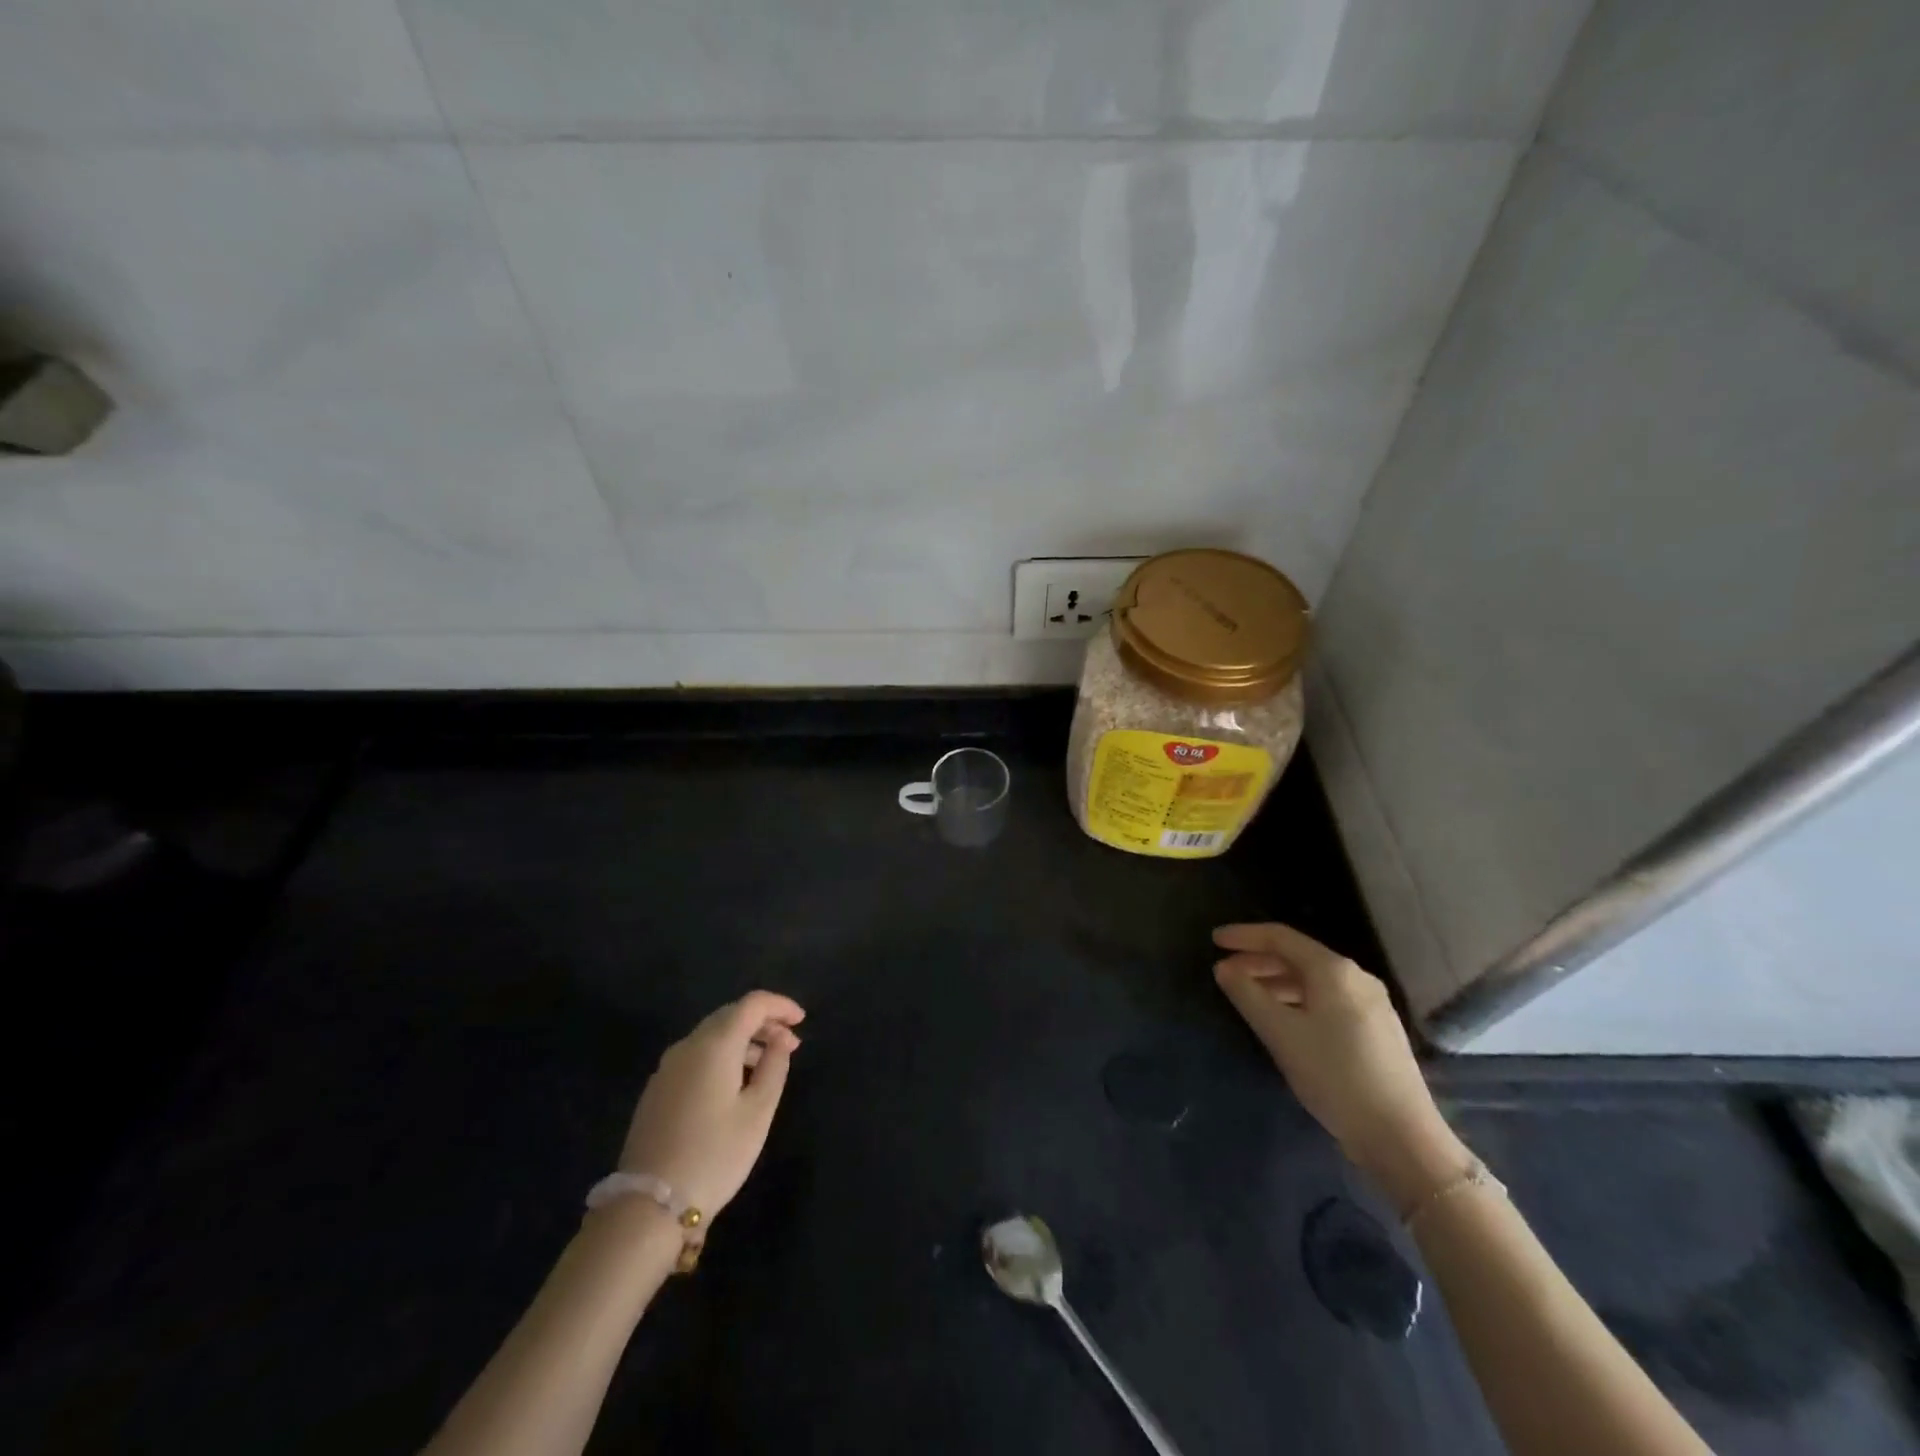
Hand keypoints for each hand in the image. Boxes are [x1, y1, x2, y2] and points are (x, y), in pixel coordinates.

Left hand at [617, 991, 804, 1220]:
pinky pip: (696, 1056)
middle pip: (730, 1015)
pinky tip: (734, 1084)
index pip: (752, 1004)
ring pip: (711, 1036)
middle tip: (789, 1044)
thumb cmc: (715, 1154)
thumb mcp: (758, 1112)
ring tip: (767, 1065)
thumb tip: (780, 1041)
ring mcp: (667, 1068)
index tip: (802, 1020)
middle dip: (763, 1022)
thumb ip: (774, 1067)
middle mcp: (688, 1046)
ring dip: (743, 1041)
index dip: (780, 1005)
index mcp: (715, 1044)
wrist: (649, 1205)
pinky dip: (722, 1056)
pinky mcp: (657, 1090)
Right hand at [1212, 924, 1467, 1204]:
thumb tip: (1224, 968)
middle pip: (1298, 956)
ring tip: (1247, 997)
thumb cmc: (1334, 1076)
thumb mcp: (1280, 1033)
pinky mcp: (1376, 1030)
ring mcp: (1371, 1004)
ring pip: (1313, 980)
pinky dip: (1297, 999)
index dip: (1244, 936)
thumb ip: (1247, 994)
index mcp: (1333, 970)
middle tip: (1224, 973)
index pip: (1280, 937)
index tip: (1214, 941)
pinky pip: (1327, 999)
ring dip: (1276, 982)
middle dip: (1258, 960)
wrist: (1401, 1136)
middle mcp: (1356, 977)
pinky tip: (1283, 1020)